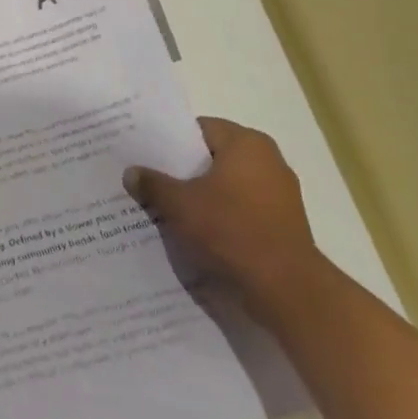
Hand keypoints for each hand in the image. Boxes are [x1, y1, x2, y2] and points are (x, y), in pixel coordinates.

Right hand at [123, 116, 321, 313]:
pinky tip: (198, 230)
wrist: (287, 289)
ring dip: (202, 194)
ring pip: (228, 185)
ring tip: (170, 207)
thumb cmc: (232, 231)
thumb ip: (153, 184)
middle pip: (214, 157)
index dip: (170, 141)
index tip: (147, 154)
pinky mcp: (284, 223)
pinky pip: (243, 208)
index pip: (199, 129)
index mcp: (246, 143)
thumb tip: (130, 172)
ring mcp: (280, 193)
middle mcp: (268, 160)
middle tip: (152, 179)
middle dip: (184, 170)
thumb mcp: (180, 205)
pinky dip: (222, 215)